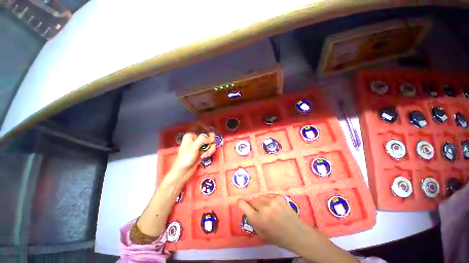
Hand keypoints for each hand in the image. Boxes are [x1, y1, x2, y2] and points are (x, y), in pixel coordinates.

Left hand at [170, 131, 215, 182]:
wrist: (183, 172)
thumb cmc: (185, 159)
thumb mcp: (193, 148)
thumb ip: (202, 140)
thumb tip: (211, 137)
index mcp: (191, 135)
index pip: (199, 125)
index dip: (206, 126)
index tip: (210, 130)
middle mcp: (196, 138)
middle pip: (208, 134)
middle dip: (210, 140)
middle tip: (210, 144)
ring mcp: (200, 144)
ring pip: (211, 141)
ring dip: (210, 148)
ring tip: (205, 154)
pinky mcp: (203, 150)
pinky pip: (210, 148)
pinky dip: (209, 152)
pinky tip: (205, 156)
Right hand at [237, 194, 315, 253]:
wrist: (297, 233)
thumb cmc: (278, 237)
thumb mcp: (261, 234)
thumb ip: (252, 221)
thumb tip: (247, 210)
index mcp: (257, 219)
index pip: (242, 204)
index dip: (241, 203)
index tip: (241, 203)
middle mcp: (263, 207)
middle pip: (252, 199)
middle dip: (253, 205)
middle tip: (259, 210)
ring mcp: (272, 200)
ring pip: (260, 196)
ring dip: (261, 202)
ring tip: (268, 208)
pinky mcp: (278, 196)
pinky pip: (268, 195)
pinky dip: (269, 200)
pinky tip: (275, 206)